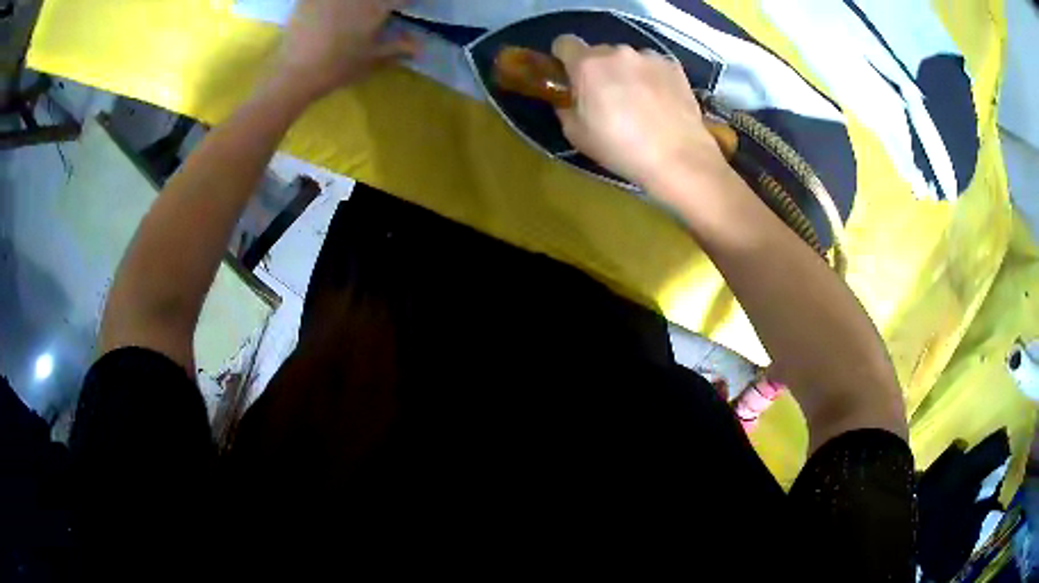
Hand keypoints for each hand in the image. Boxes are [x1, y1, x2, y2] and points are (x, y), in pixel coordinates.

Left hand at [272, 0, 418, 100]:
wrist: (295, 74)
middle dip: (383, 2)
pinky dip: (333, 3)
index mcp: (376, 6)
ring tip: (360, 9)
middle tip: (384, 9)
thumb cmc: (337, 69)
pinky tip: (333, 9)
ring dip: (361, 3)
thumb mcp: (371, 60)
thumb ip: (398, 48)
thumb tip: (420, 47)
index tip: (408, 7)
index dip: (408, 2)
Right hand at [551, 35, 727, 195]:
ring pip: (628, 59)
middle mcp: (617, 52)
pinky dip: (652, 78)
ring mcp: (648, 56)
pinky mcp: (673, 66)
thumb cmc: (620, 148)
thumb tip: (571, 99)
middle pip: (599, 52)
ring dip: (627, 73)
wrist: (677, 157)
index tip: (570, 77)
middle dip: (599, 70)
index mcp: (587, 65)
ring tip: (639, 103)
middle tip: (607, 99)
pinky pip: (653, 66)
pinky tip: (660, 103)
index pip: (564, 43)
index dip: (564, 59)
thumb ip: (566, 107)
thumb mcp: (576, 135)